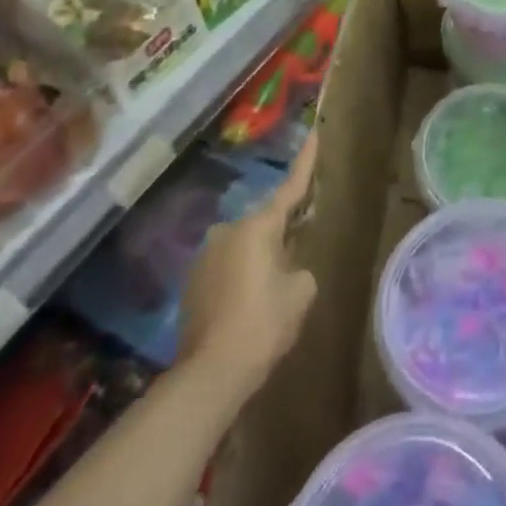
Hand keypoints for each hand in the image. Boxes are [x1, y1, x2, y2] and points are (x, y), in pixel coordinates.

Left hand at [179, 134, 318, 390]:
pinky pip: (226, 267)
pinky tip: (247, 305)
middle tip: (297, 253)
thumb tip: (286, 267)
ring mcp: (206, 256)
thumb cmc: (264, 323)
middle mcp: (228, 231)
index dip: (306, 161)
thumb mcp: (301, 291)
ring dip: (258, 257)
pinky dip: (240, 276)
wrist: (211, 372)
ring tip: (271, 290)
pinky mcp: (192, 282)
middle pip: (265, 222)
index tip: (313, 133)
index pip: (291, 187)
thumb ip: (299, 267)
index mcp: (259, 227)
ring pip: (244, 246)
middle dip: (281, 232)